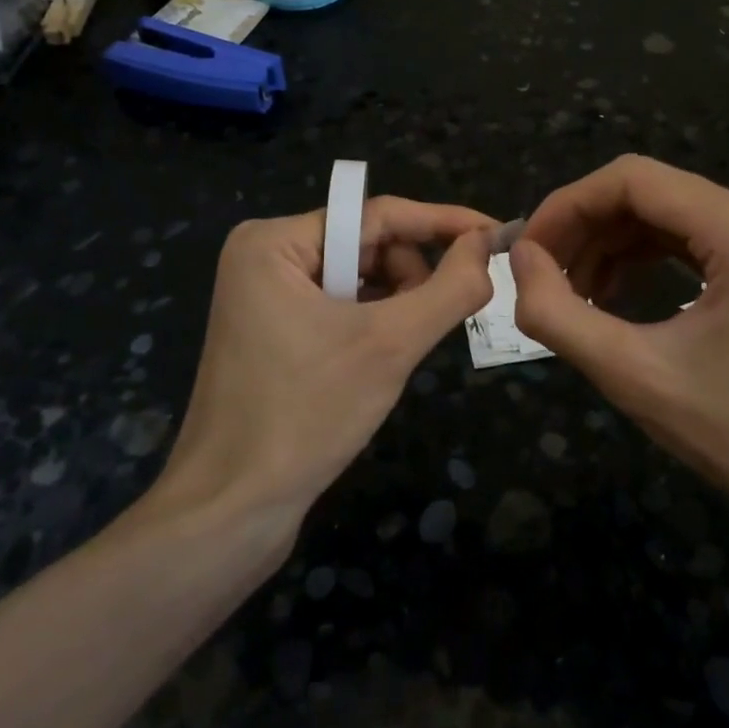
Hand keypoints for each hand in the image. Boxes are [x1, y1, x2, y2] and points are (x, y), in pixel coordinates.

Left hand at [141, 197, 496, 531]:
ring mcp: (266, 296)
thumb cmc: (306, 416)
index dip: (445, 223)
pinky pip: (340, 307)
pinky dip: (373, 325)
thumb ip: (449, 287)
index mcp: (275, 242)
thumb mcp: (391, 345)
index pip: (379, 215)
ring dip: (395, 306)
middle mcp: (265, 256)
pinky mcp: (273, 332)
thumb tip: (488, 242)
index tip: (498, 234)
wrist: (230, 512)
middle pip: (368, 245)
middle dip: (411, 278)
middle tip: (431, 324)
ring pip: (359, 279)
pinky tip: (380, 360)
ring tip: (399, 352)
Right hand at [510, 155, 728, 550]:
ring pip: (664, 215)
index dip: (566, 206)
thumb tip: (520, 258)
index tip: (526, 251)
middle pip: (648, 192)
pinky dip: (641, 259)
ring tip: (572, 293)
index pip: (632, 179)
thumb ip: (558, 313)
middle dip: (585, 227)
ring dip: (609, 245)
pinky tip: (612, 295)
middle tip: (542, 276)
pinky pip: (689, 241)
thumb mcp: (633, 375)